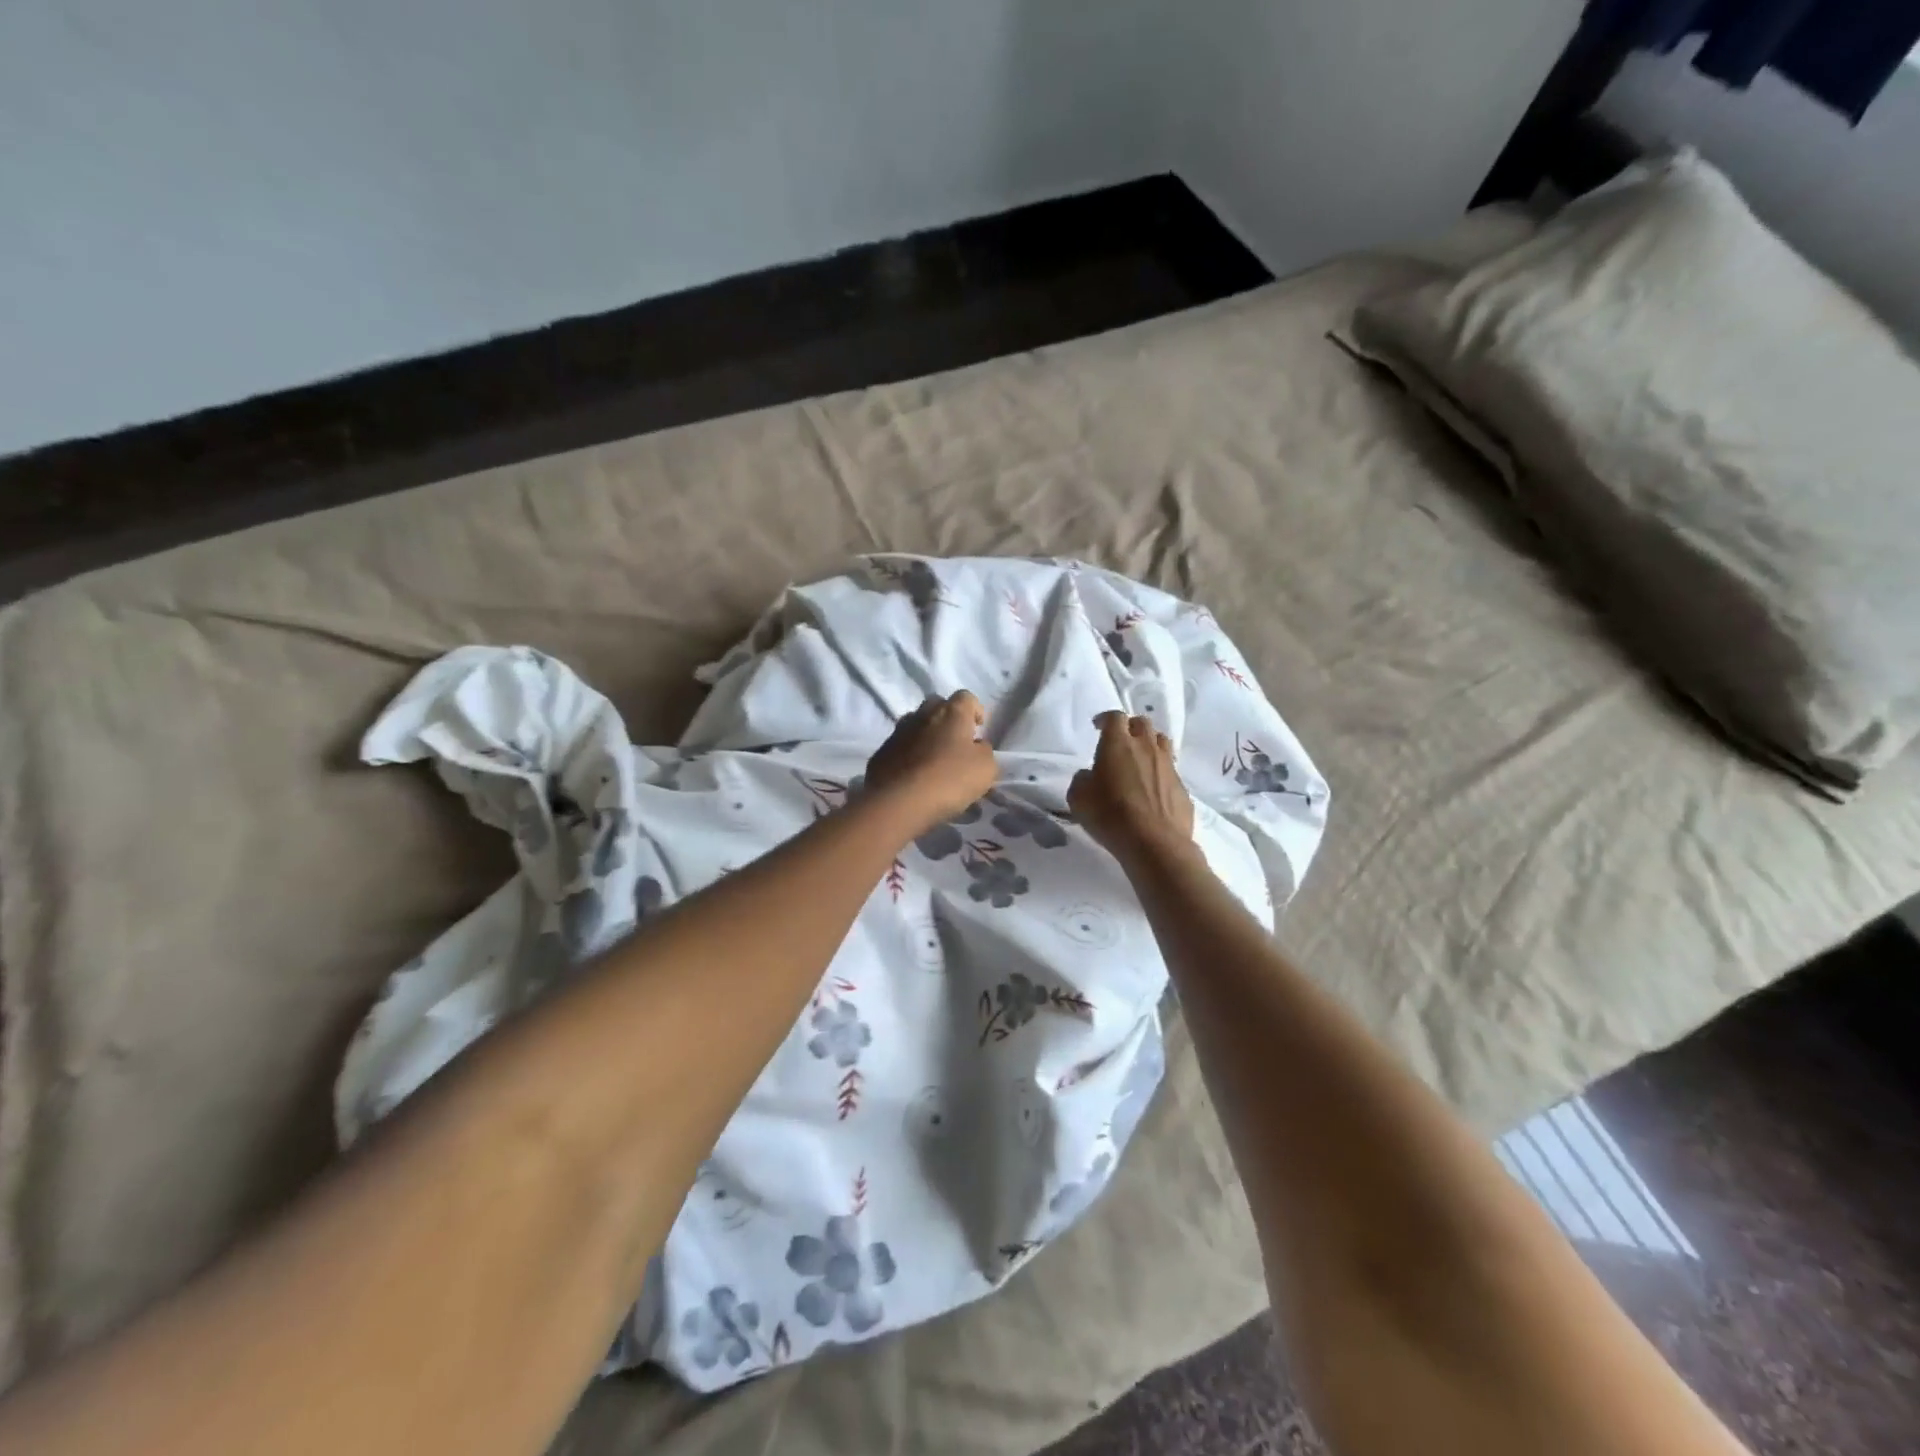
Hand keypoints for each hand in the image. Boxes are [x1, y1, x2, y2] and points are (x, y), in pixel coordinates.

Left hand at [863, 691, 997, 834]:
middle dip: (948, 719)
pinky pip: (900, 746)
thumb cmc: (950, 779)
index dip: (975, 711)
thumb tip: (976, 746)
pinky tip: (914, 775)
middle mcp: (923, 714)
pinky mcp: (881, 752)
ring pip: (916, 724)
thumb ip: (984, 751)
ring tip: (933, 760)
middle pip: (938, 705)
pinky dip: (909, 754)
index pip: (966, 697)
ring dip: (926, 735)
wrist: (899, 801)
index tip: (978, 730)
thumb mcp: (985, 768)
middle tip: (956, 743)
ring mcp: (898, 731)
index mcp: (951, 712)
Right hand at [1069, 712, 1194, 868]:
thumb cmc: (1110, 816)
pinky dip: (1160, 772)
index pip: (1115, 717)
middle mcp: (1146, 747)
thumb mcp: (1079, 798)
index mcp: (1118, 744)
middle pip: (1142, 723)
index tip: (1098, 726)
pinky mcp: (1182, 786)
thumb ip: (1082, 779)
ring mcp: (1168, 766)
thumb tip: (1090, 775)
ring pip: (1161, 742)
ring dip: (1149, 744)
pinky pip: (1170, 770)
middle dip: (1130, 727)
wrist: (1155, 843)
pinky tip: (1152, 788)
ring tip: (1140, 758)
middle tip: (1120, 741)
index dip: (1106, 719)